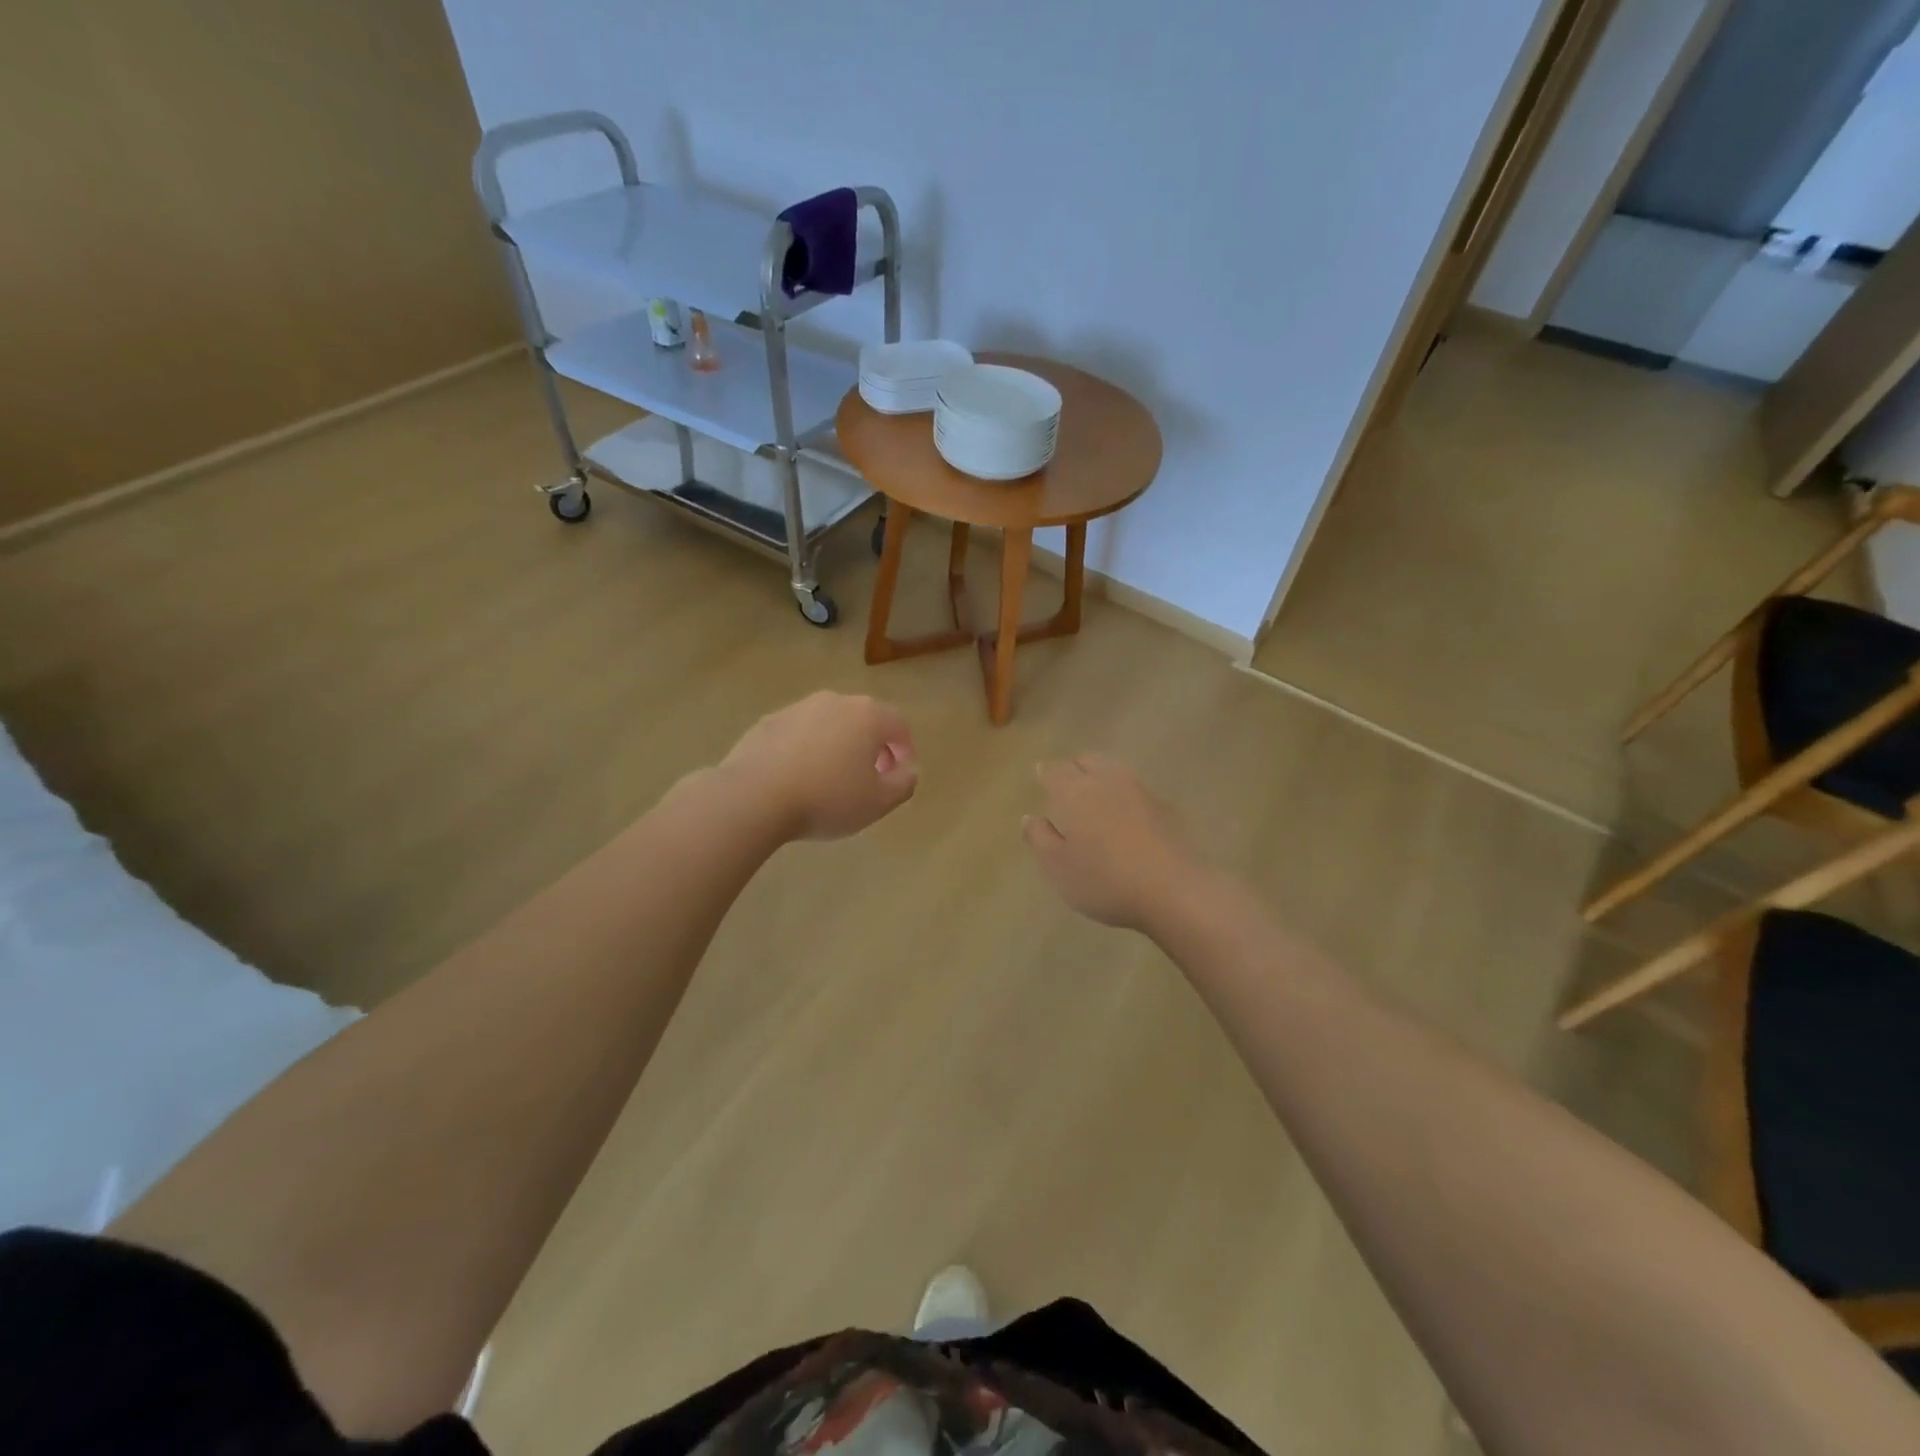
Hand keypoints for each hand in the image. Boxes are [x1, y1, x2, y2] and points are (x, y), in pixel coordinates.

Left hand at [720, 692, 917, 840]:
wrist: (754, 796)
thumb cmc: (827, 798)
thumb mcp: (879, 802)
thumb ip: (904, 783)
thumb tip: (907, 769)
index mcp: (867, 715)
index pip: (899, 724)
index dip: (905, 750)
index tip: (899, 775)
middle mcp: (834, 701)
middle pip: (864, 720)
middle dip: (872, 746)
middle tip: (870, 777)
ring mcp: (797, 708)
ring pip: (829, 725)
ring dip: (837, 746)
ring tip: (831, 780)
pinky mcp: (767, 722)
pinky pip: (798, 734)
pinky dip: (805, 750)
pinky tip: (797, 779)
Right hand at [1023, 755, 1200, 929]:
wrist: (1173, 890)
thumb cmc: (1104, 880)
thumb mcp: (1058, 867)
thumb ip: (1039, 838)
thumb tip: (1030, 817)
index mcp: (1074, 792)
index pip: (1054, 771)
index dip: (1045, 773)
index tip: (1039, 774)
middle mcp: (1106, 782)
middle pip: (1087, 761)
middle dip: (1074, 767)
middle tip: (1066, 782)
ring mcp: (1140, 792)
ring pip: (1114, 771)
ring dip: (1101, 776)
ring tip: (1095, 795)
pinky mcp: (1165, 808)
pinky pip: (1136, 791)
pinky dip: (1124, 795)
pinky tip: (1125, 815)